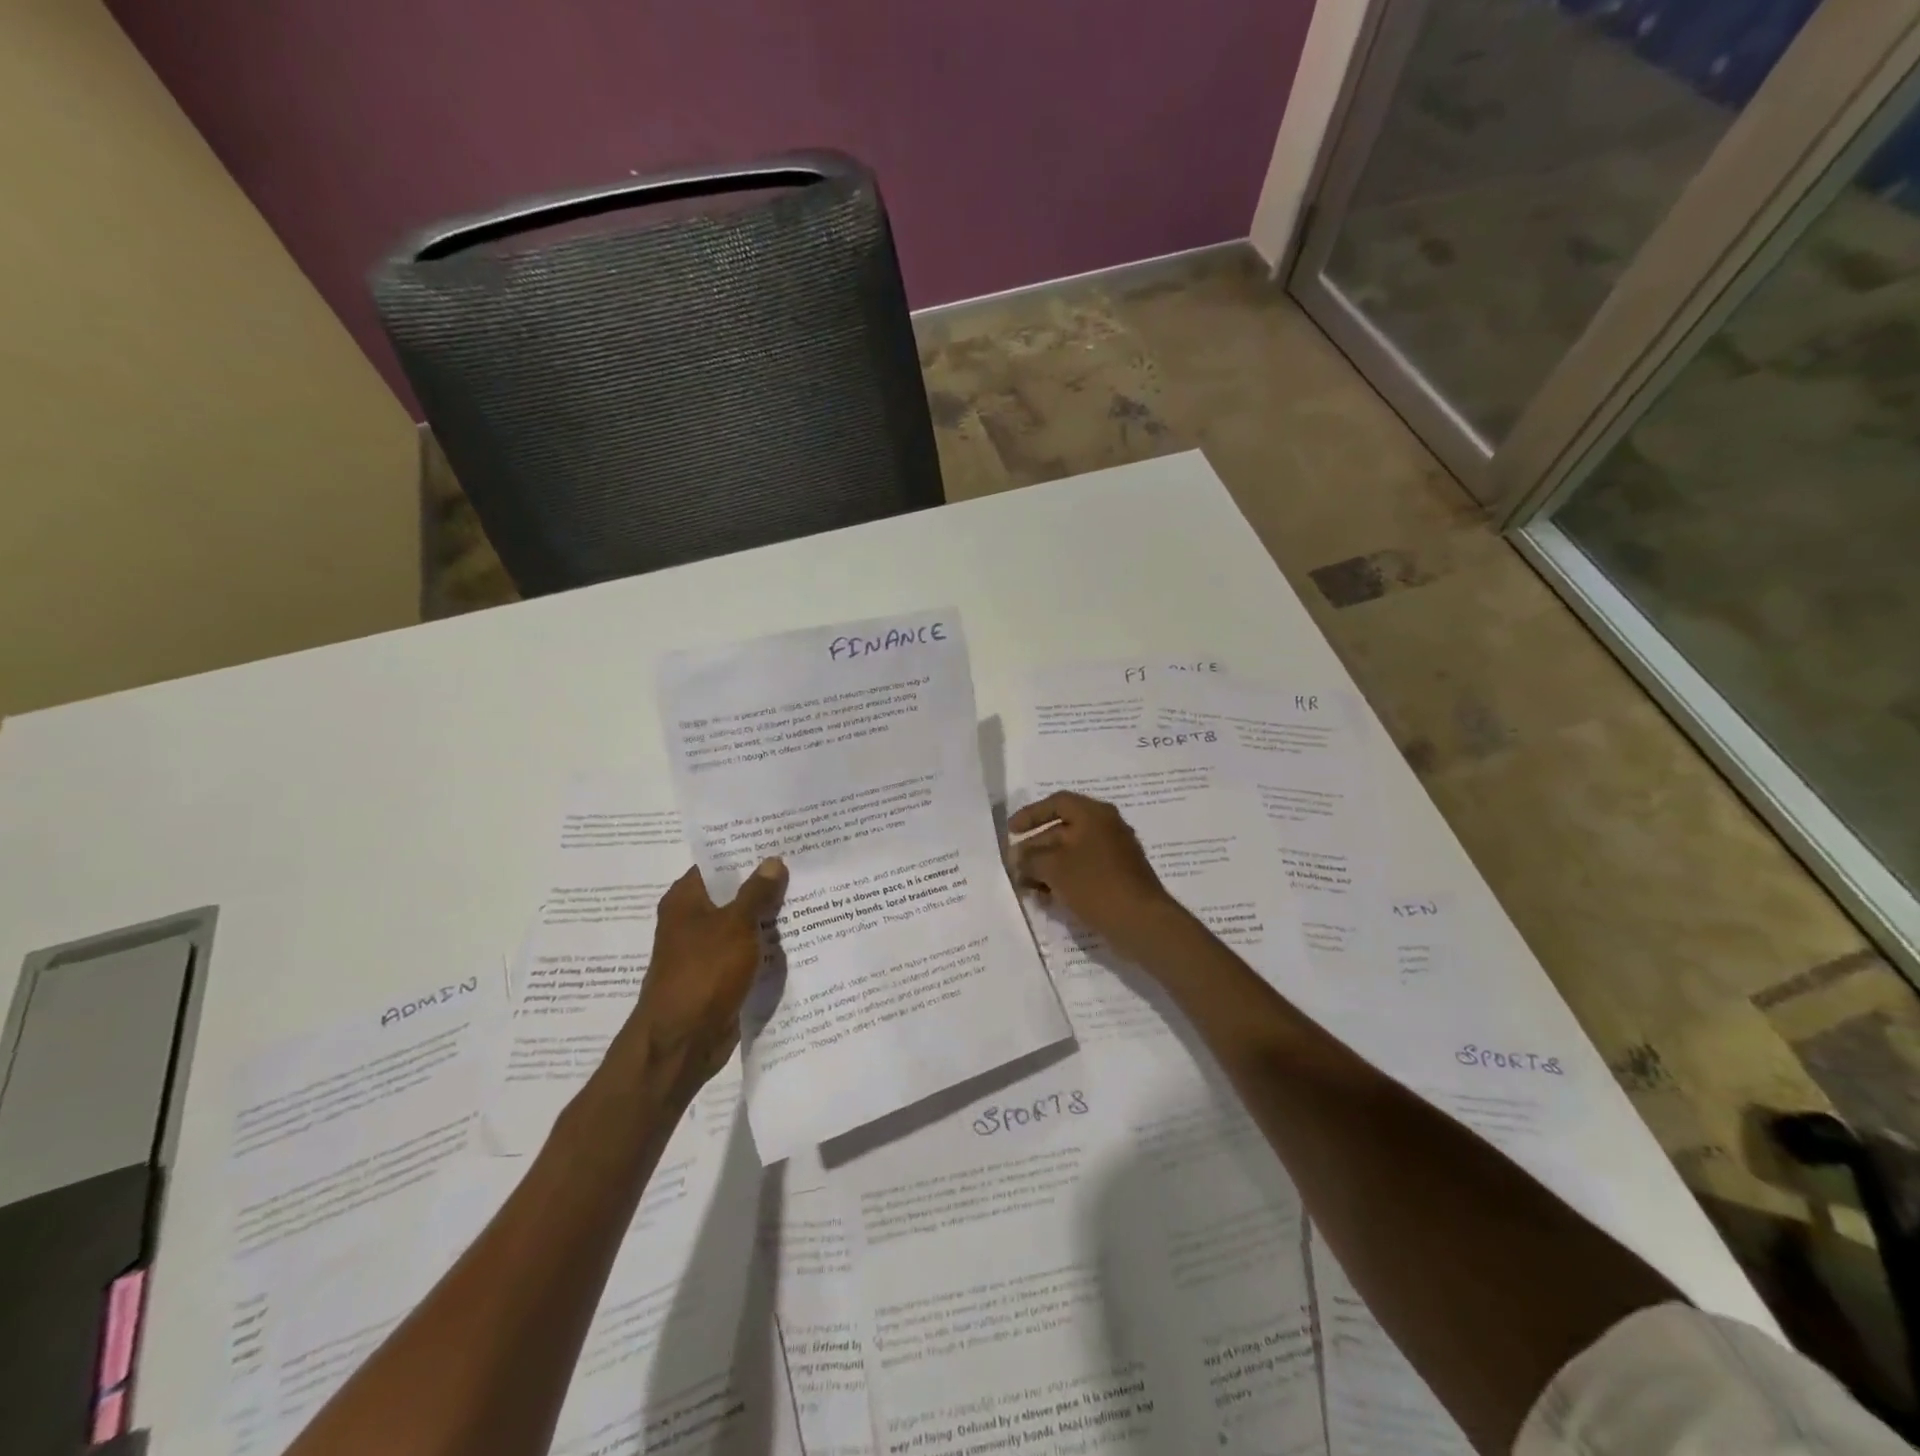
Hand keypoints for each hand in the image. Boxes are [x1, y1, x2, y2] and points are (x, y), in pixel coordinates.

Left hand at [626, 859, 786, 1092]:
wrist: (682, 1042)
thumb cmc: (703, 974)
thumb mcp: (735, 925)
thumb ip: (756, 893)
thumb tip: (773, 861)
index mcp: (686, 900)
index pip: (718, 863)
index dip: (748, 851)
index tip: (783, 840)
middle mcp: (693, 920)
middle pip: (734, 893)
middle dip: (767, 884)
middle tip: (807, 865)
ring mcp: (707, 950)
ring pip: (744, 924)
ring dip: (771, 917)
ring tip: (813, 895)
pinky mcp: (721, 976)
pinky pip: (749, 952)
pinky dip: (769, 946)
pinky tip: (802, 937)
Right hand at [1008, 793, 1180, 962]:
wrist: (1141, 922)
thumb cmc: (1095, 884)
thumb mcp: (1053, 868)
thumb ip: (1030, 859)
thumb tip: (1017, 858)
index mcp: (1094, 814)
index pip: (1057, 803)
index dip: (1030, 814)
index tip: (1011, 831)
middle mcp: (1106, 828)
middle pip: (1062, 830)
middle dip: (1035, 848)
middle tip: (1014, 866)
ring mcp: (1114, 854)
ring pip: (1071, 854)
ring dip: (1046, 867)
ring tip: (1025, 886)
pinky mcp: (1117, 879)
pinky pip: (1083, 872)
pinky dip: (1063, 880)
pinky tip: (1046, 898)